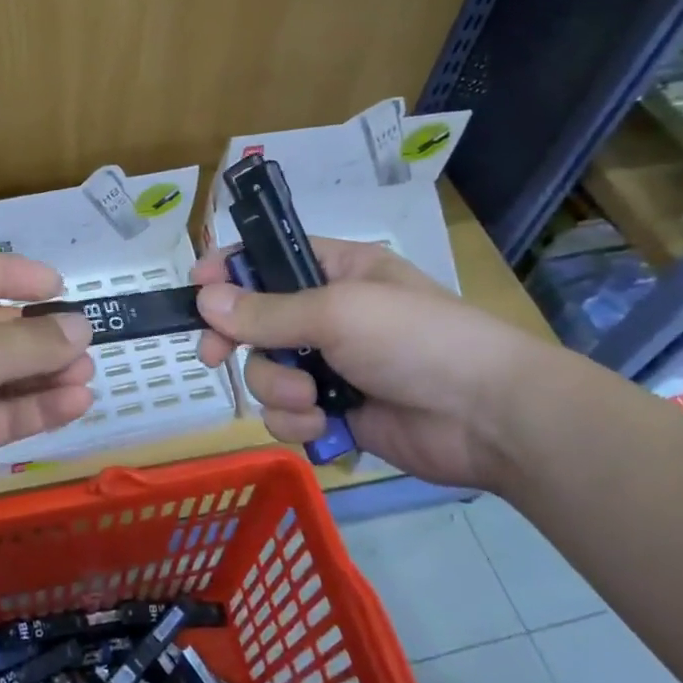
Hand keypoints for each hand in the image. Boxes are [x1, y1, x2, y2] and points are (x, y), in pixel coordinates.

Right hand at [190, 240, 544, 489]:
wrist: (487, 418)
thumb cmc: (416, 339)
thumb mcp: (337, 312)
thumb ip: (266, 311)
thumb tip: (203, 300)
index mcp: (335, 272)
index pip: (267, 258)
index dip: (228, 269)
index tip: (195, 287)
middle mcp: (326, 315)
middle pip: (252, 321)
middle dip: (235, 340)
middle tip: (215, 356)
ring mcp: (329, 366)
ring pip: (265, 372)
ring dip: (279, 387)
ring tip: (313, 397)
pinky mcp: (333, 412)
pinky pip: (285, 413)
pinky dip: (297, 421)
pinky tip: (324, 424)